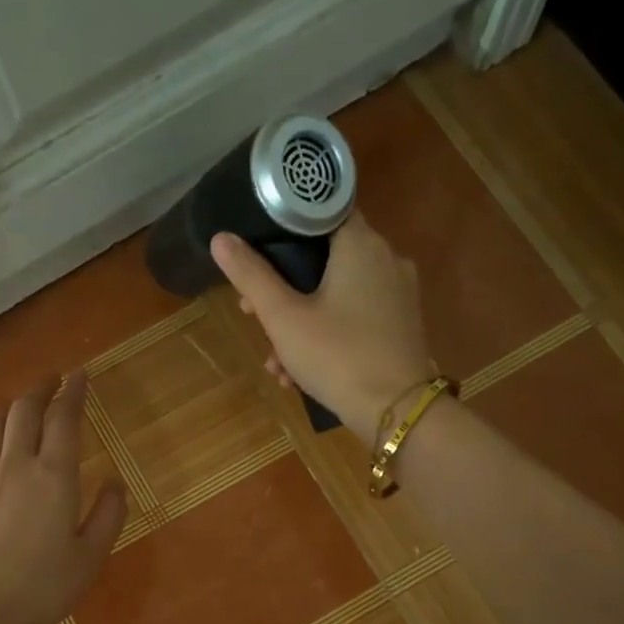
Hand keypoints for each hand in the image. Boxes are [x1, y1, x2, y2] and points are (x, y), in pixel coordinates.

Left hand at [0, 372, 125, 623]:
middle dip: (39, 390)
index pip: (63, 419)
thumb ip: (108, 516)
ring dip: (6, 408)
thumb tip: (116, 483)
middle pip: (23, 412)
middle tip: (52, 380)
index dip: (73, 393)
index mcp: (54, 477)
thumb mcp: (90, 558)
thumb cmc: (40, 588)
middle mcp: (15, 467)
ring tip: (18, 405)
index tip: (79, 375)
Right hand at [212, 212, 433, 442]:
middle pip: (324, 258)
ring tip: (275, 361)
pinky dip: (327, 335)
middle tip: (253, 314)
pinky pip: (356, 317)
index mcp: (360, 244)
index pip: (321, 211)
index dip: (283, 229)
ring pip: (337, 294)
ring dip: (300, 322)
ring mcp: (398, 294)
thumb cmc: (337, 356)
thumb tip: (221, 239)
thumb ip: (251, 276)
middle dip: (283, 288)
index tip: (256, 256)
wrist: (397, 412)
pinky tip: (301, 373)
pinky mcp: (402, 325)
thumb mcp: (283, 318)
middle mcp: (386, 259)